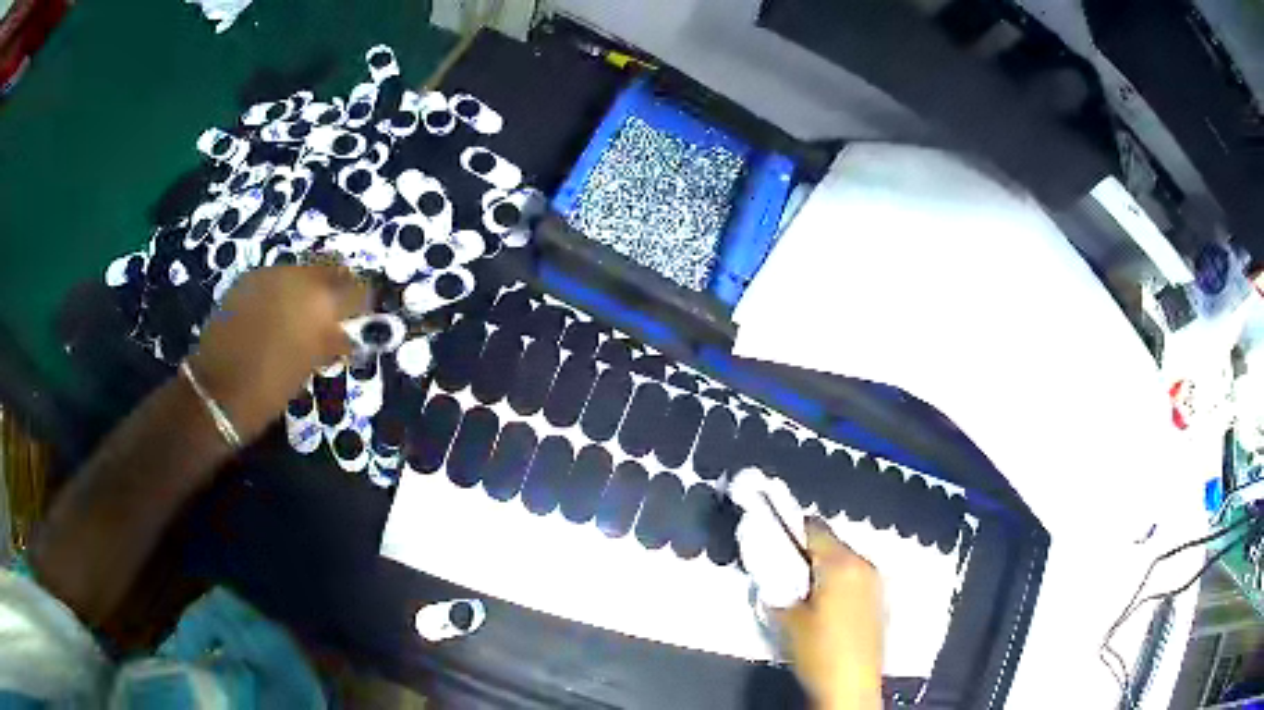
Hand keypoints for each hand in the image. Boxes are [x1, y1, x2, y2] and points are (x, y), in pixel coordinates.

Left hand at [189, 264, 368, 442]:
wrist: (217, 390)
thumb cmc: (269, 388)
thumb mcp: (309, 366)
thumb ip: (332, 341)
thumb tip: (350, 332)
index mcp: (321, 302)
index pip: (358, 288)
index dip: (362, 304)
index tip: (360, 319)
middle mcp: (299, 277)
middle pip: (331, 268)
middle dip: (337, 288)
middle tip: (335, 314)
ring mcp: (270, 274)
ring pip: (303, 270)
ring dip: (309, 288)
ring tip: (303, 316)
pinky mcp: (248, 278)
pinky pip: (277, 277)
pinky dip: (284, 291)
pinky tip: (276, 315)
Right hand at [778, 519, 884, 709]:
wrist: (851, 686)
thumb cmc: (819, 651)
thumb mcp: (787, 620)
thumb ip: (778, 589)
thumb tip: (771, 575)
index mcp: (841, 564)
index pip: (814, 528)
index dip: (790, 530)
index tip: (773, 539)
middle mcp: (864, 565)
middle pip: (831, 543)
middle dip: (807, 553)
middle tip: (784, 572)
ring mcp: (876, 583)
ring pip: (844, 562)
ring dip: (823, 569)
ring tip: (802, 592)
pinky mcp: (880, 600)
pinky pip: (855, 579)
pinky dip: (838, 584)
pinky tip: (823, 607)